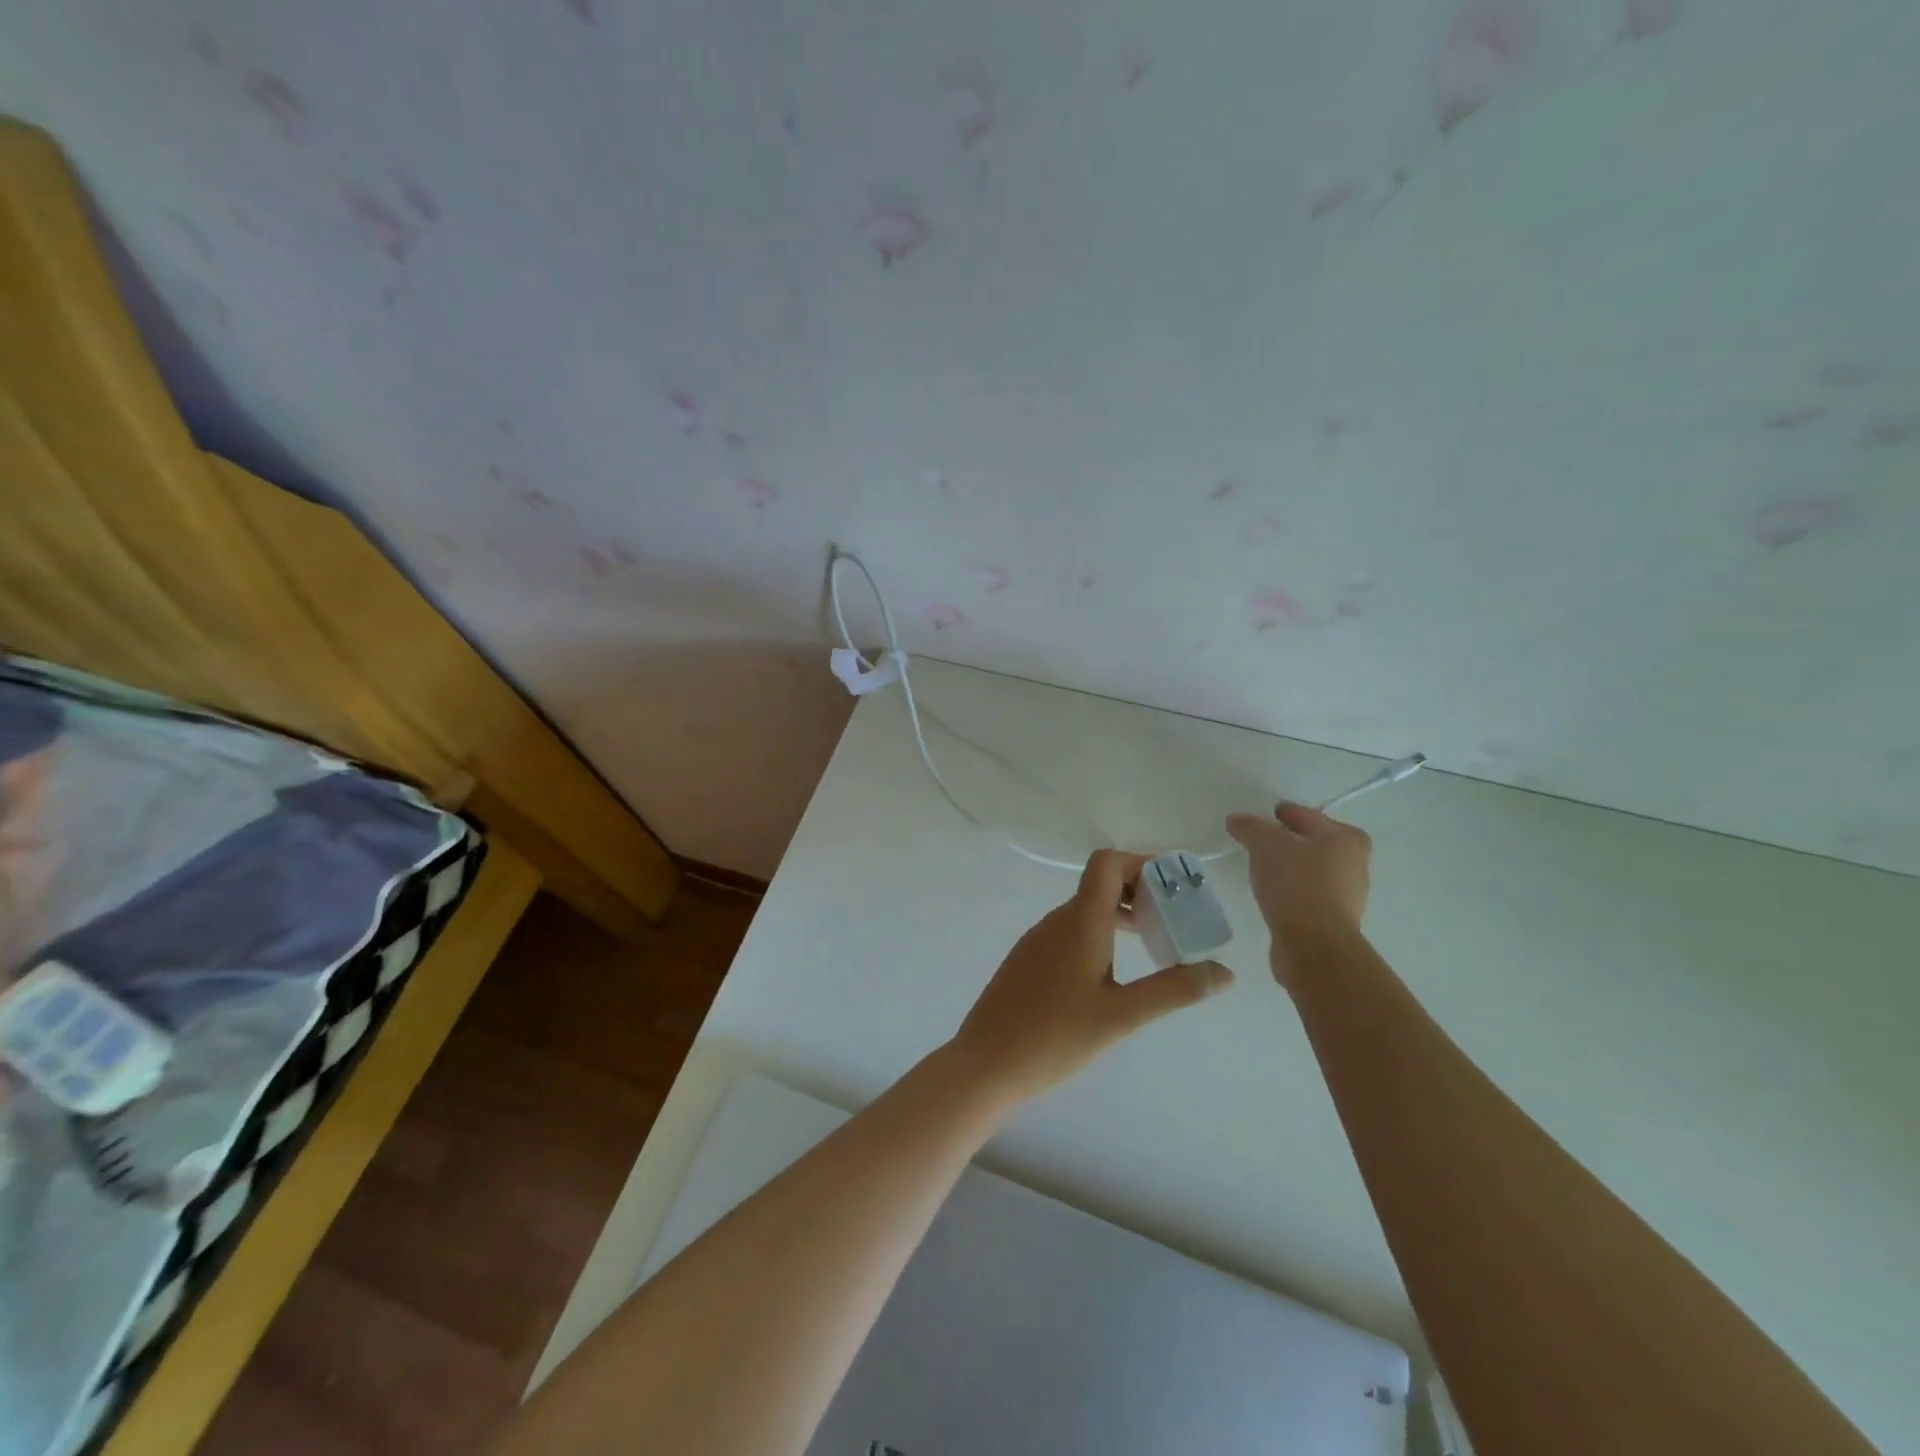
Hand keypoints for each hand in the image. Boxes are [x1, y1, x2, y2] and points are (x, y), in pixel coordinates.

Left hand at [948, 850, 1232, 1107]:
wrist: (984, 1064)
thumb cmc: (1054, 1037)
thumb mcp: (1121, 1016)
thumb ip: (1173, 990)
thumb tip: (1224, 972)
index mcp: (1080, 921)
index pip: (1107, 863)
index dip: (1141, 863)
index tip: (1174, 887)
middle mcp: (1057, 920)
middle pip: (1101, 884)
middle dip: (1141, 892)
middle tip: (1176, 920)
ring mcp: (1038, 939)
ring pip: (1086, 909)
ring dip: (1121, 915)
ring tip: (1155, 946)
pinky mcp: (1029, 960)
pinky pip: (1070, 931)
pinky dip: (1100, 934)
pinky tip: (1114, 973)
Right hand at [1225, 802, 1371, 987]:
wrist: (1314, 944)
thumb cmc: (1296, 883)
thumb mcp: (1265, 844)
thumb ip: (1251, 827)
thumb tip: (1237, 820)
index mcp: (1345, 839)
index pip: (1311, 816)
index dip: (1289, 812)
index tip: (1272, 812)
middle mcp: (1354, 864)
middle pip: (1317, 843)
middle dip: (1293, 840)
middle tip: (1265, 838)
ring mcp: (1347, 896)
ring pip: (1313, 870)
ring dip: (1292, 866)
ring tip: (1264, 866)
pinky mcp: (1333, 921)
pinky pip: (1308, 894)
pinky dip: (1292, 889)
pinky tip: (1272, 893)